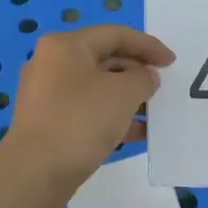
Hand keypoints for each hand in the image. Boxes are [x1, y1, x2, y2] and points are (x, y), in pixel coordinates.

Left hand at [6, 26, 173, 188]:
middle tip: (162, 88)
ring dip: (129, 97)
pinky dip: (113, 117)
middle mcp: (53, 64)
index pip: (116, 35)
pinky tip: (137, 133)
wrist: (35, 173)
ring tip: (154, 113)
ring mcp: (48, 95)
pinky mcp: (50, 122)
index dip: (148, 46)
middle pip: (106, 59)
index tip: (172, 63)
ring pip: (98, 88)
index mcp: (66, 46)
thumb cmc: (81, 121)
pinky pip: (89, 110)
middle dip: (138, 72)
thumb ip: (143, 78)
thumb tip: (145, 78)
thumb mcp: (124, 93)